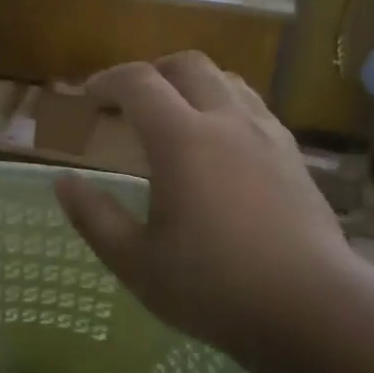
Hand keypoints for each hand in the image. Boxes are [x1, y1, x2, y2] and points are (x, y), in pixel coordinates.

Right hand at [55, 53, 354, 365]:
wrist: (311, 307)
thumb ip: (94, 217)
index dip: (107, 80)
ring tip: (175, 116)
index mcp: (182, 140)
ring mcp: (267, 135)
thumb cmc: (214, 287)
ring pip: (227, 80)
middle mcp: (227, 121)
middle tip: (131, 102)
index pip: (138, 83)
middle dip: (152, 72)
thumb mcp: (137, 262)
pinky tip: (221, 146)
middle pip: (187, 65)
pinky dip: (226, 107)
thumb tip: (63, 182)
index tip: (89, 97)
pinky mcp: (294, 156)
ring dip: (193, 85)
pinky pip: (254, 108)